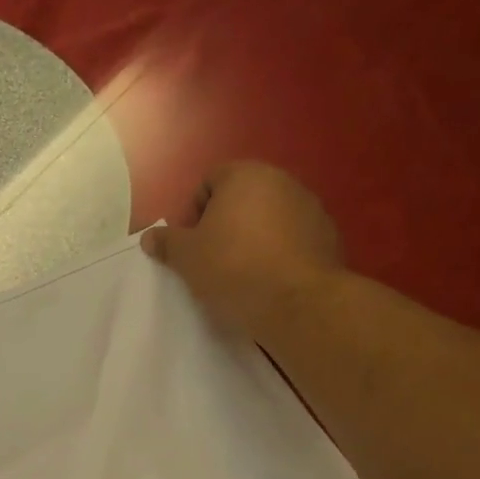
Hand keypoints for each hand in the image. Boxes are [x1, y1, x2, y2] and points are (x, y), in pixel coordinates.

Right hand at [142, 161, 342, 340]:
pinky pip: (293, 240)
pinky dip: (280, 254)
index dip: (194, 213)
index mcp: (245, 176)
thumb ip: (167, 242)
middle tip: (212, 261)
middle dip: (225, 225)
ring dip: (254, 239)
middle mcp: (282, 181)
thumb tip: (150, 236)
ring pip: (270, 219)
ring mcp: (311, 207)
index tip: (191, 245)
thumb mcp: (187, 258)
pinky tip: (270, 282)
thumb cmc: (233, 269)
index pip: (210, 181)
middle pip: (242, 199)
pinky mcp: (329, 237)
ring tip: (243, 275)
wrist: (297, 302)